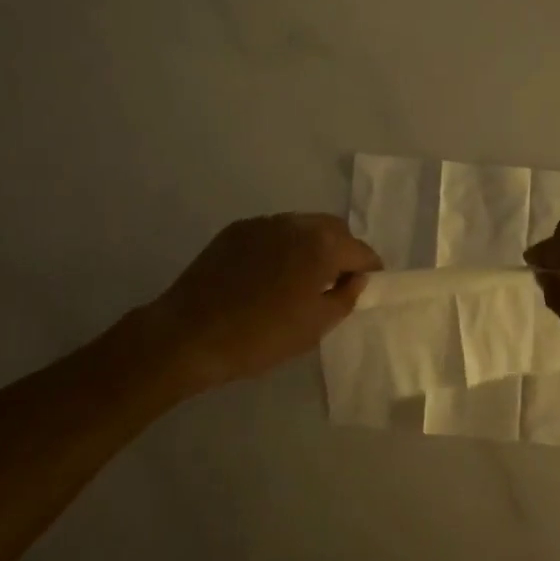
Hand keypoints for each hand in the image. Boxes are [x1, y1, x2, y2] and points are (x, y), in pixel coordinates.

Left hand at [148, 214, 383, 389]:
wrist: (190, 334)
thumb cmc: (261, 336)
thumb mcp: (314, 327)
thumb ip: (344, 298)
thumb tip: (355, 278)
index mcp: (321, 245)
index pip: (360, 250)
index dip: (369, 268)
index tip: (367, 285)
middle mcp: (295, 223)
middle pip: (333, 229)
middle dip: (342, 250)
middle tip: (336, 281)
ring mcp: (263, 223)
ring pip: (302, 226)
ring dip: (312, 245)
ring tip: (303, 277)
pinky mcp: (236, 230)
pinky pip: (273, 232)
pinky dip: (283, 246)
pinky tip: (271, 273)